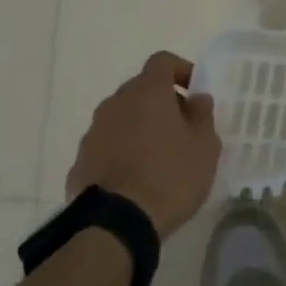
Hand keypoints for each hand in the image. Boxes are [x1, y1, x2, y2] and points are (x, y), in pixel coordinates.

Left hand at [67, 52, 219, 238]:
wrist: (116, 224)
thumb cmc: (170, 177)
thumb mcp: (204, 148)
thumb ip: (203, 116)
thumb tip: (197, 99)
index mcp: (148, 91)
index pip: (162, 61)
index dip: (181, 70)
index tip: (194, 91)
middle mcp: (116, 102)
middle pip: (141, 89)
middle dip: (161, 102)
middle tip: (181, 128)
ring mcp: (94, 131)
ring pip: (122, 117)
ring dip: (139, 127)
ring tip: (158, 158)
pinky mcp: (80, 160)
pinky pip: (106, 145)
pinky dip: (121, 152)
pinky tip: (135, 179)